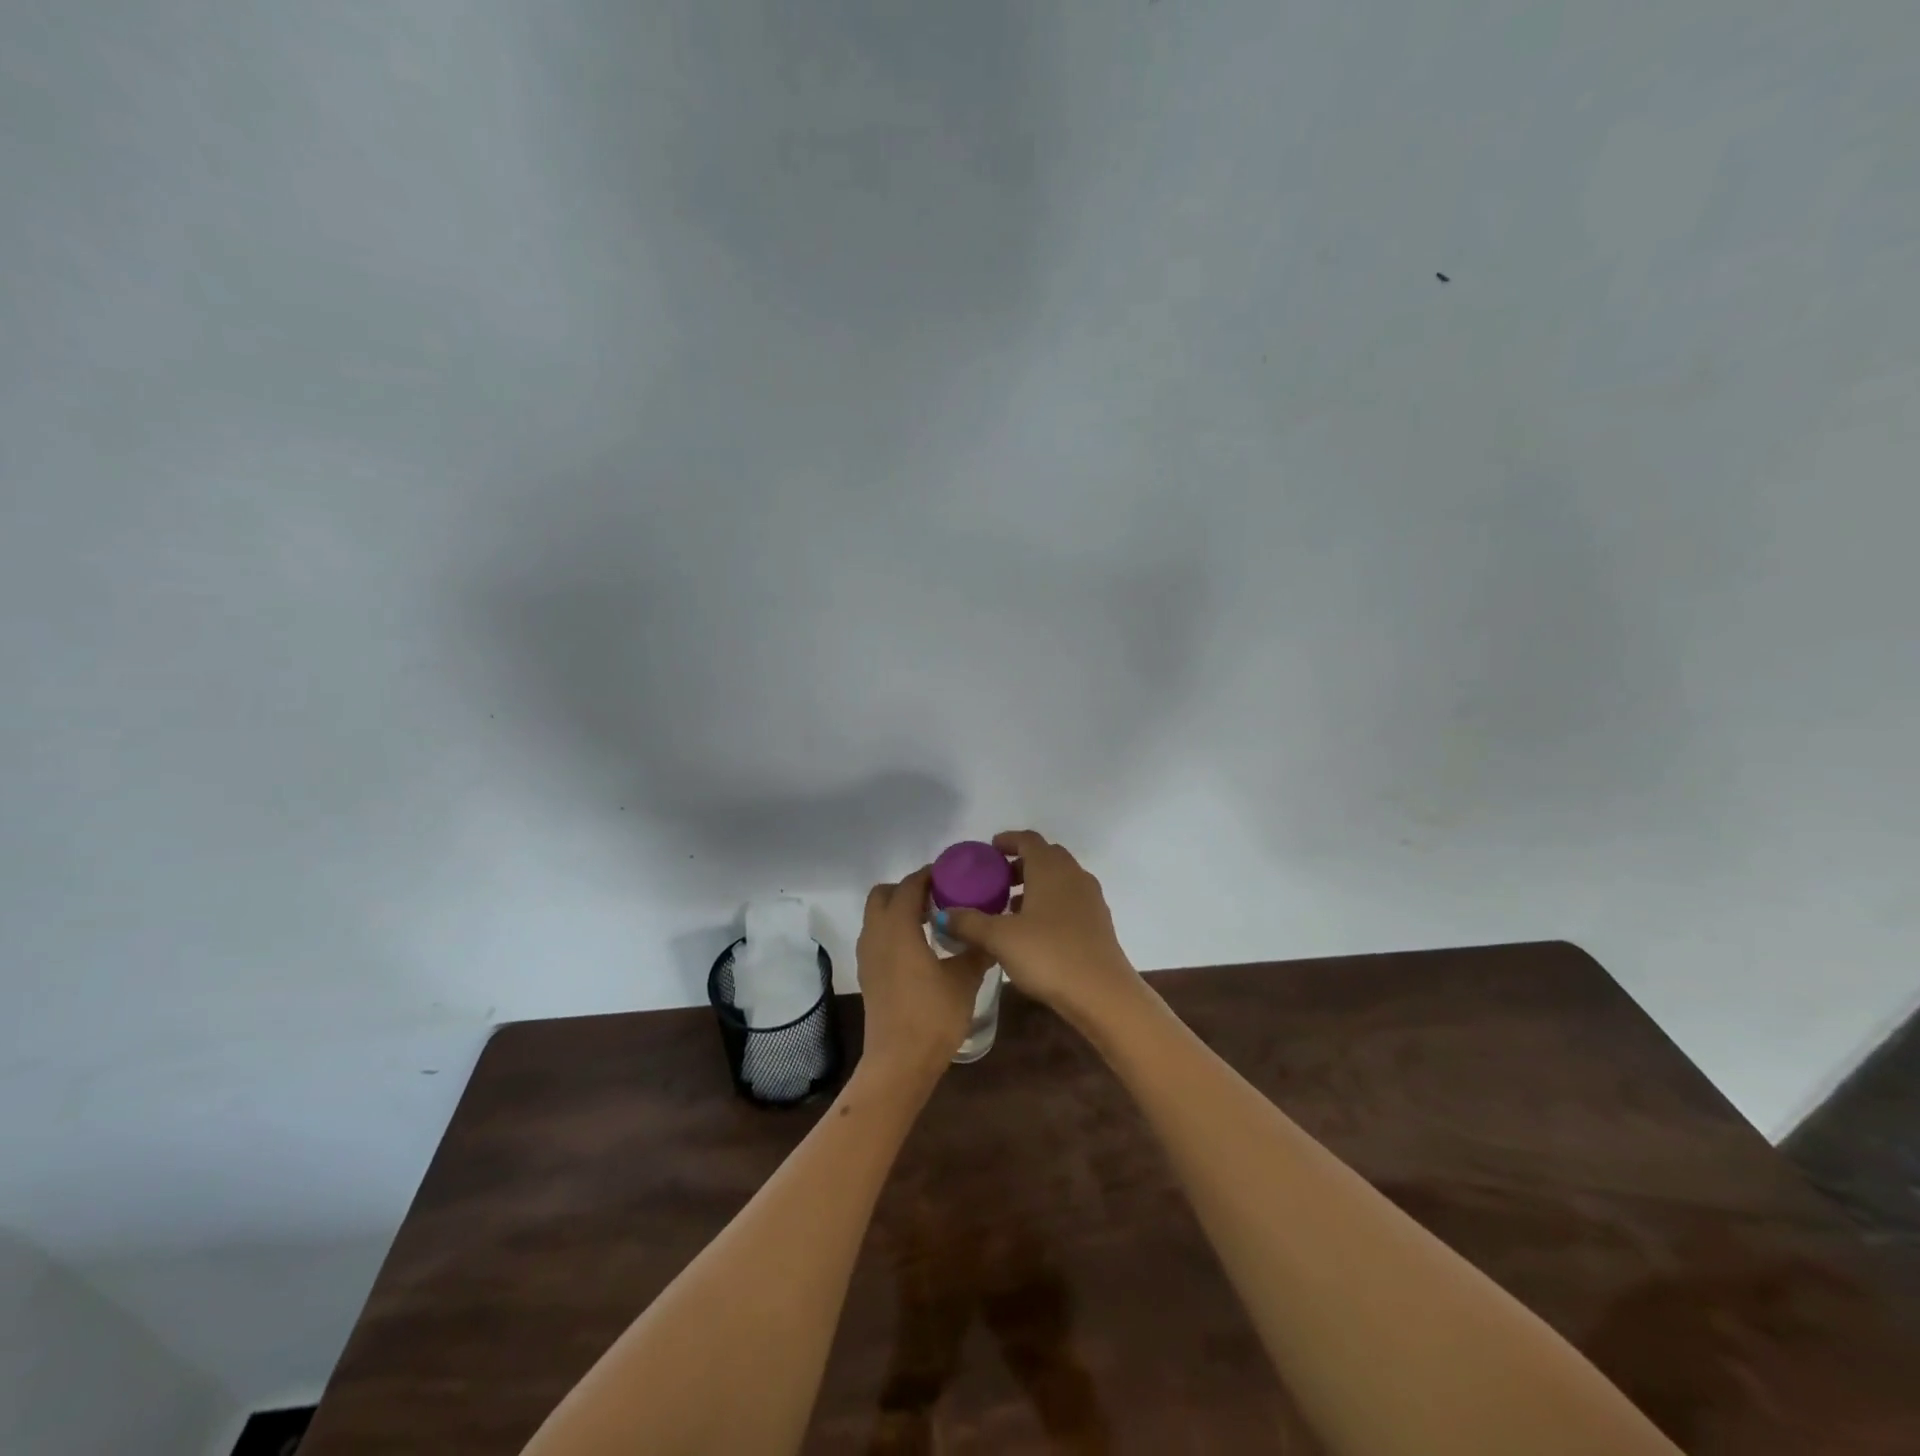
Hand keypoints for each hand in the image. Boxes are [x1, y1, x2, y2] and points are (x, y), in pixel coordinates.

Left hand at [855, 867, 992, 1078]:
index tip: (953, 875)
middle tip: (939, 897)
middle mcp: (876, 934)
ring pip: (877, 916)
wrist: (899, 1062)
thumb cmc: (932, 1015)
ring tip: (933, 921)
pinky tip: (921, 948)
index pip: (909, 885)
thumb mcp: (964, 980)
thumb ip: (976, 950)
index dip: (929, 875)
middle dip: (908, 889)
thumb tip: (990, 934)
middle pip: (884, 894)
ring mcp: (868, 955)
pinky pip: (877, 936)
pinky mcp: (868, 974)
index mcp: (898, 927)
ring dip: (900, 910)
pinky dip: (894, 930)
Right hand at [935, 831, 1138, 1024]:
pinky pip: (1069, 899)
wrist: (1102, 994)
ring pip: (1059, 879)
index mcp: (1050, 868)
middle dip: (1019, 864)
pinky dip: (1049, 903)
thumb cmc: (1048, 955)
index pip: (1028, 840)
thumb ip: (969, 922)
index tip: (988, 851)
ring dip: (1035, 885)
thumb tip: (943, 914)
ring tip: (1009, 908)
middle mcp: (1073, 874)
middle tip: (995, 881)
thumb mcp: (999, 938)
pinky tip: (1033, 930)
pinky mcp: (1098, 922)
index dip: (1007, 841)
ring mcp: (1090, 898)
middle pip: (1045, 856)